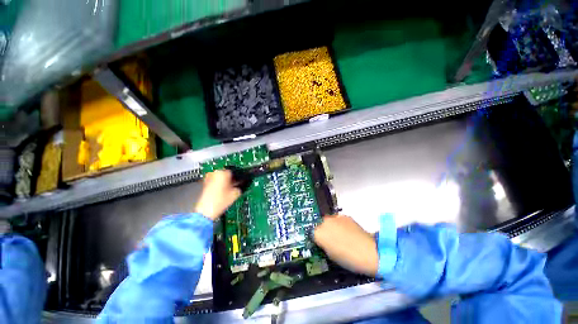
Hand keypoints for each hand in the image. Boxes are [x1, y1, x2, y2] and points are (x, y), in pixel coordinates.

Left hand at [194, 170, 241, 220]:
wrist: (205, 211)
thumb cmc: (221, 201)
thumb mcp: (236, 193)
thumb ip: (240, 186)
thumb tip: (242, 183)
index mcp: (223, 172)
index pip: (234, 171)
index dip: (238, 176)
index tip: (241, 181)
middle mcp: (215, 173)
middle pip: (226, 173)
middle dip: (231, 178)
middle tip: (236, 185)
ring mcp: (208, 178)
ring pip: (220, 177)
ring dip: (225, 181)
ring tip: (229, 189)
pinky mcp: (205, 183)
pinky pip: (215, 181)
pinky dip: (219, 184)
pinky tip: (222, 191)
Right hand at [314, 215, 378, 275]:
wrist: (368, 251)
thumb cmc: (347, 258)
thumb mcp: (330, 255)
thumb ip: (324, 245)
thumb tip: (324, 241)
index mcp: (318, 233)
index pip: (313, 234)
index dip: (318, 240)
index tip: (322, 244)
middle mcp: (324, 222)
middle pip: (320, 225)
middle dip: (324, 231)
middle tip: (332, 240)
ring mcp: (335, 217)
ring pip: (330, 221)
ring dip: (332, 226)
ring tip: (342, 236)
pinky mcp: (345, 216)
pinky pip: (339, 220)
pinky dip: (341, 224)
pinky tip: (349, 232)